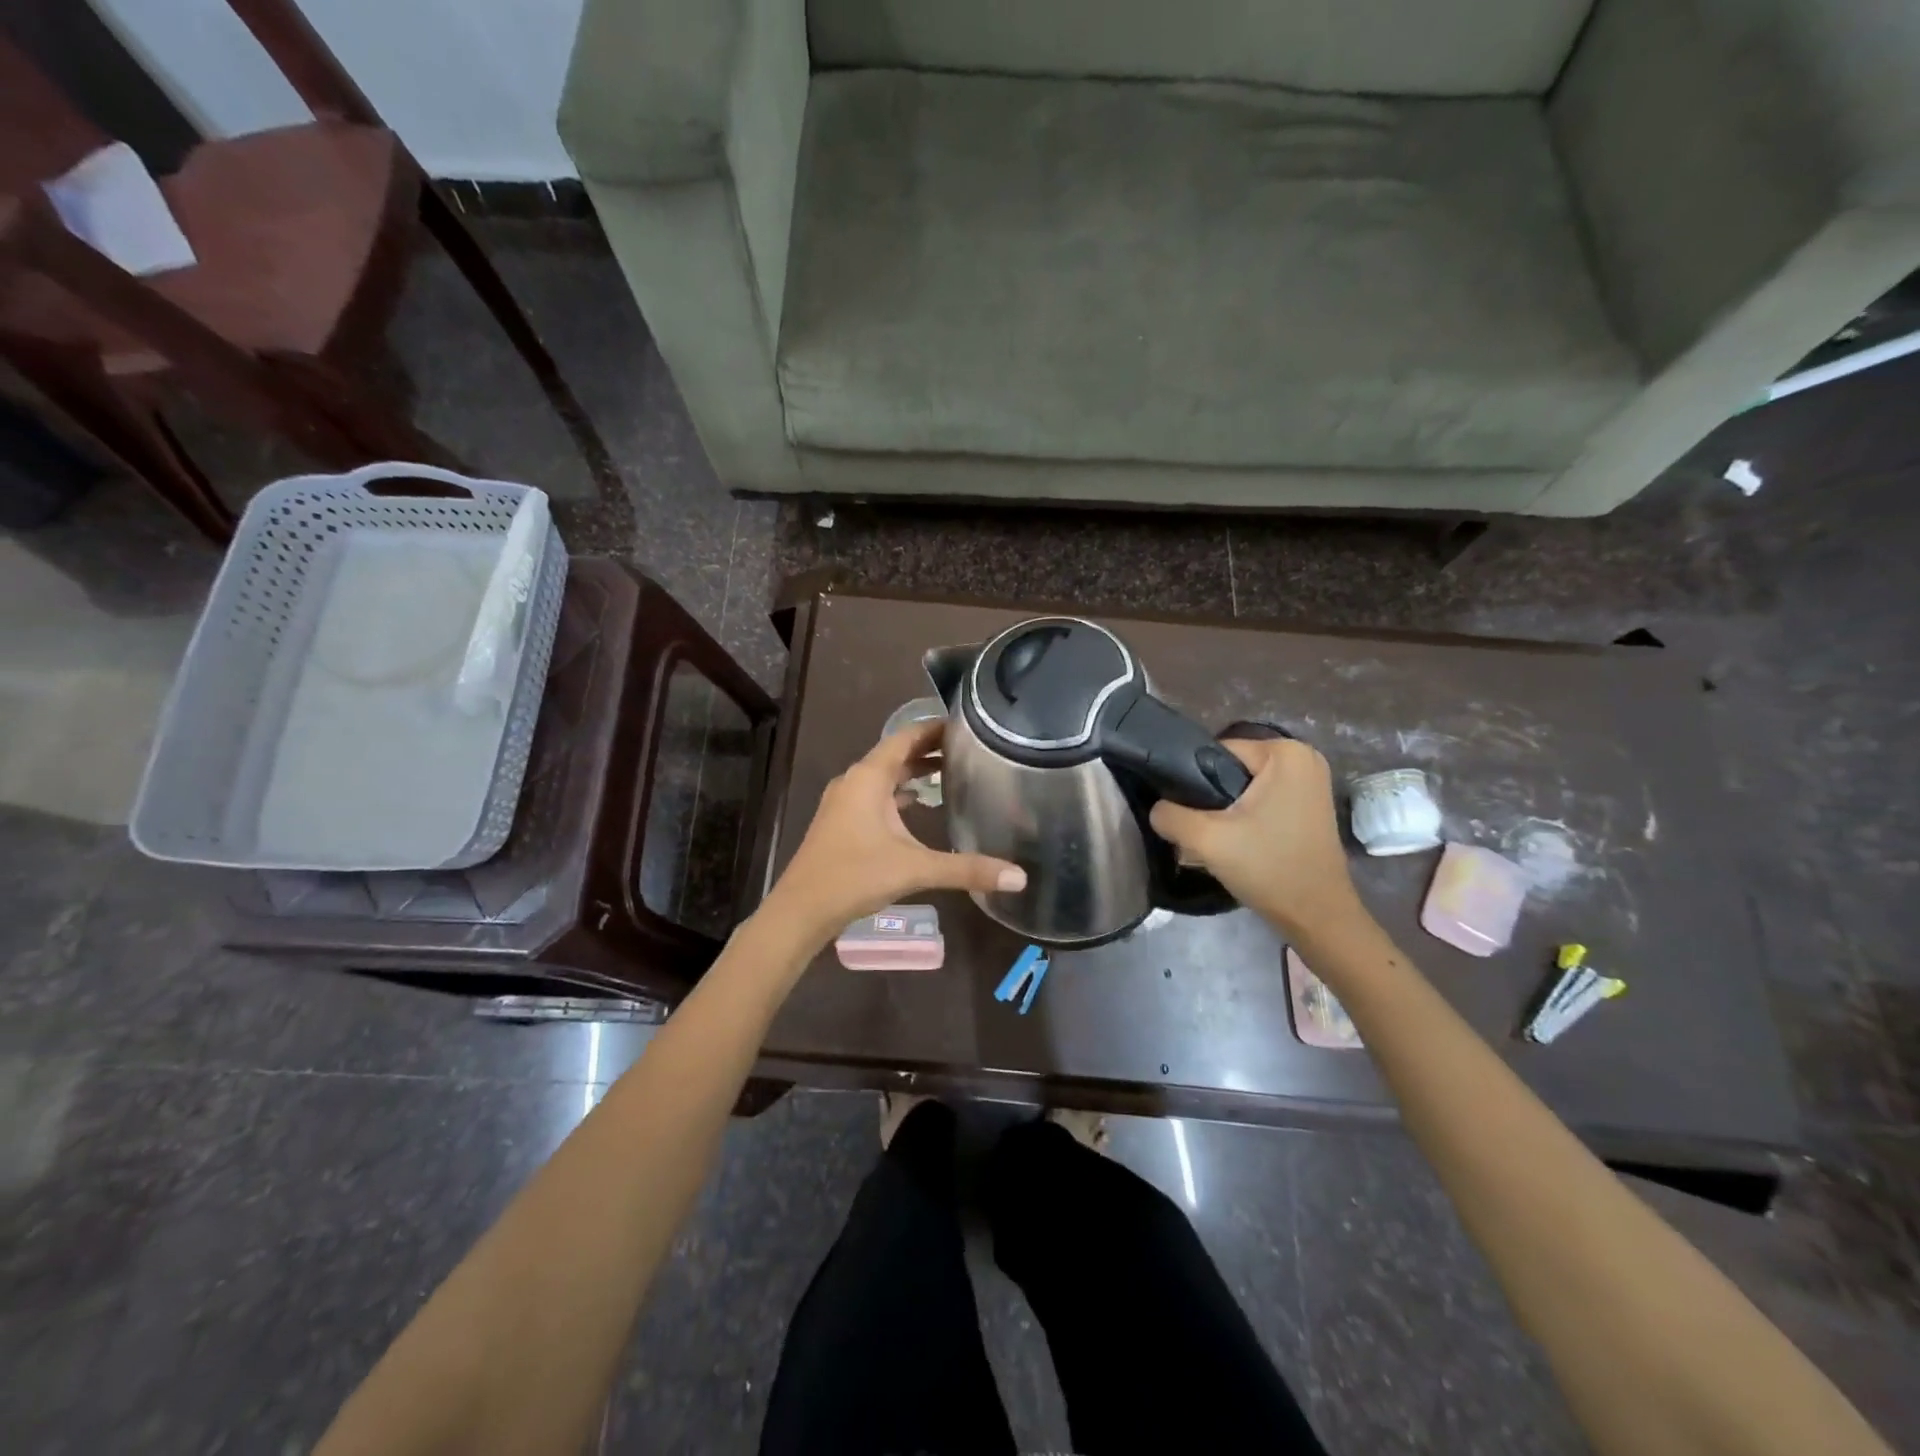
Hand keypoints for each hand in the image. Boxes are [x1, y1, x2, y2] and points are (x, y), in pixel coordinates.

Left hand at [764, 720, 1026, 945]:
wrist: (800, 911)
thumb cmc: (854, 878)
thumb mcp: (915, 869)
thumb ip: (967, 870)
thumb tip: (1019, 877)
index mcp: (869, 777)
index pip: (906, 737)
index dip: (935, 728)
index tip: (967, 723)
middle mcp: (855, 781)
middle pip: (896, 753)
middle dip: (929, 748)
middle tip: (968, 748)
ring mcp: (844, 802)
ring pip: (884, 775)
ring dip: (913, 771)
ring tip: (950, 771)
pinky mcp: (841, 821)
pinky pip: (875, 795)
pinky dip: (898, 792)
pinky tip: (919, 804)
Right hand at [1149, 737, 1363, 940]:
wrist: (1317, 916)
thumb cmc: (1268, 868)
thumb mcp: (1206, 839)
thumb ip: (1169, 815)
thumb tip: (1157, 809)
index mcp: (1285, 752)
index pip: (1216, 752)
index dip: (1193, 781)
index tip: (1189, 814)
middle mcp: (1303, 757)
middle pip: (1230, 768)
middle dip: (1210, 797)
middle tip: (1201, 831)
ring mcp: (1311, 782)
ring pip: (1244, 786)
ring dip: (1226, 809)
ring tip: (1217, 839)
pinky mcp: (1310, 805)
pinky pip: (1263, 799)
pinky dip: (1246, 816)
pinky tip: (1238, 842)